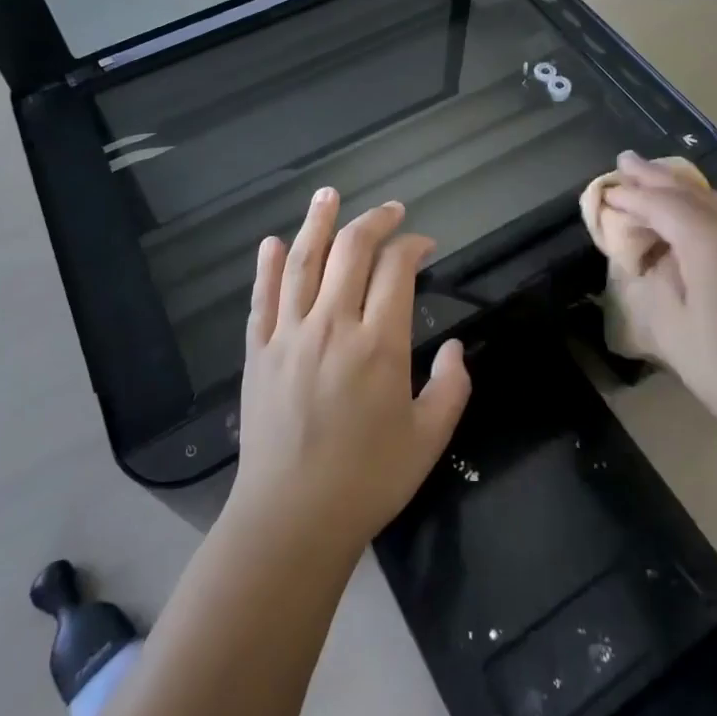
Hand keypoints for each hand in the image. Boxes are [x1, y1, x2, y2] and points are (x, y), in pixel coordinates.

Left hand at [227, 188, 471, 566]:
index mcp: (378, 345)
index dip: (412, 246)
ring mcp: (290, 335)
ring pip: (302, 262)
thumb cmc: (367, 481)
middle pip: (351, 251)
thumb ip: (452, 388)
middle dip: (374, 222)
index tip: (424, 245)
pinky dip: (266, 266)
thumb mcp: (429, 440)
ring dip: (316, 223)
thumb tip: (457, 348)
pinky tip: (271, 242)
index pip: (396, 270)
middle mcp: (332, 326)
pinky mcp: (258, 351)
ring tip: (327, 194)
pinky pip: (262, 298)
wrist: (291, 520)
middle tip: (390, 211)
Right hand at [599, 152, 716, 448]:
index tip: (605, 191)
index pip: (661, 205)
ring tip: (653, 179)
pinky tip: (694, 216)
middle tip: (625, 160)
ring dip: (681, 190)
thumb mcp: (675, 332)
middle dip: (654, 177)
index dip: (630, 197)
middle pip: (691, 193)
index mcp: (712, 244)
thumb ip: (658, 283)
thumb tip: (658, 259)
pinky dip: (704, 210)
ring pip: (716, 203)